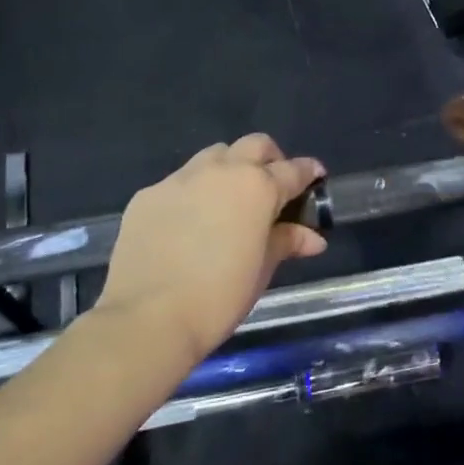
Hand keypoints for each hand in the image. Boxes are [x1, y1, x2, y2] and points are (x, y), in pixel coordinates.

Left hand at [97, 135, 327, 365]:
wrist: (148, 318)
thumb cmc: (219, 297)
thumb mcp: (262, 269)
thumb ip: (287, 242)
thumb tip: (313, 237)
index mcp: (257, 187)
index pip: (293, 169)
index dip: (308, 172)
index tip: (315, 178)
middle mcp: (221, 171)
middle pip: (254, 145)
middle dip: (270, 159)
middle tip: (272, 187)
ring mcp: (180, 179)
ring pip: (213, 155)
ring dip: (229, 168)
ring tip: (228, 201)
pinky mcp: (148, 195)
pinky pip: (179, 182)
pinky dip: (193, 193)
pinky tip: (188, 224)